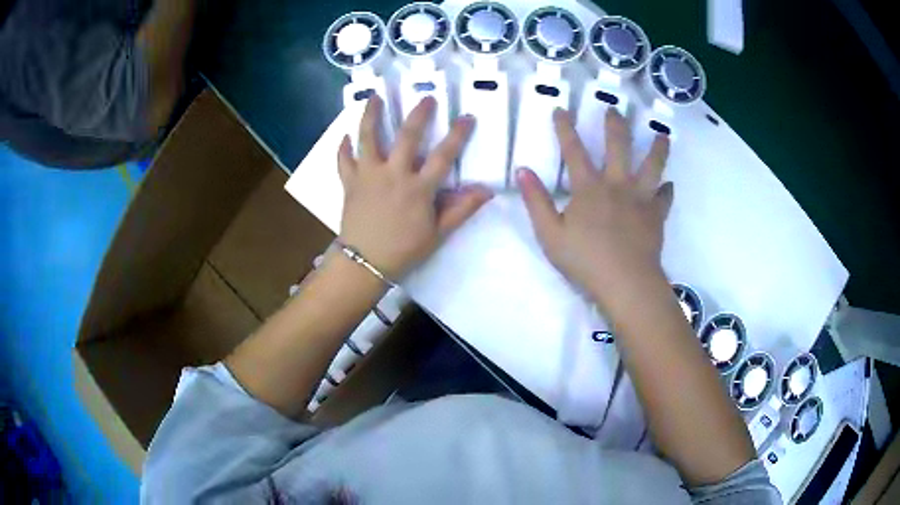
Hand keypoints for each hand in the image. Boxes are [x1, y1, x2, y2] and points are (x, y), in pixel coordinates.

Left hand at [337, 96, 492, 279]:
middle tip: (426, 98)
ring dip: (371, 115)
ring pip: (368, 138)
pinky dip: (343, 148)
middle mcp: (393, 174)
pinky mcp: (349, 182)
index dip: (458, 135)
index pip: (443, 155)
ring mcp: (368, 175)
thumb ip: (461, 209)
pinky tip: (344, 137)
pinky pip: (344, 161)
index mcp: (418, 187)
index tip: (467, 117)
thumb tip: (487, 190)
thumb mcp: (438, 233)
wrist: (364, 264)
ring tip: (373, 97)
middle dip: (418, 114)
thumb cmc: (403, 250)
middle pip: (407, 136)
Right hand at [518, 108, 672, 309]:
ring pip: (653, 166)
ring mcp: (641, 199)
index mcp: (589, 188)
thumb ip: (536, 201)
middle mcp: (617, 185)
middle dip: (615, 125)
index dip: (565, 128)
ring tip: (662, 135)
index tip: (561, 109)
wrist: (625, 282)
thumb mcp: (549, 234)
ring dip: (657, 148)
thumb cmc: (585, 260)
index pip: (573, 150)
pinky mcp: (656, 216)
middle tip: (615, 109)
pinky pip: (664, 198)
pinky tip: (669, 185)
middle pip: (618, 146)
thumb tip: (522, 170)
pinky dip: (667, 190)